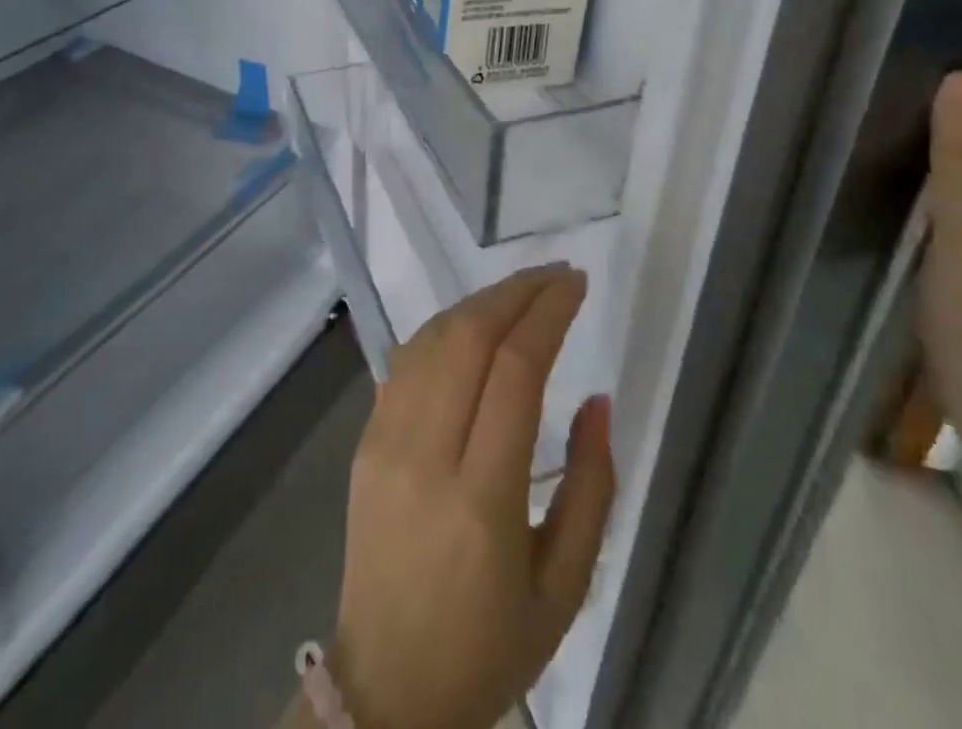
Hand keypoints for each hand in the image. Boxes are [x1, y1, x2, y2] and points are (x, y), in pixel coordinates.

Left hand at [329, 265, 614, 728]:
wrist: (385, 690)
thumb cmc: (488, 644)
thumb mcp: (564, 587)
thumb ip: (590, 487)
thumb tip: (597, 399)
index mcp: (482, 500)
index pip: (514, 370)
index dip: (548, 313)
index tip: (578, 283)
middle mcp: (425, 455)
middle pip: (468, 337)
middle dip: (517, 291)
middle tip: (557, 274)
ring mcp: (385, 442)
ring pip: (432, 337)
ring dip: (481, 301)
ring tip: (523, 291)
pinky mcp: (364, 440)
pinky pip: (406, 360)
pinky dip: (445, 326)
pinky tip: (474, 322)